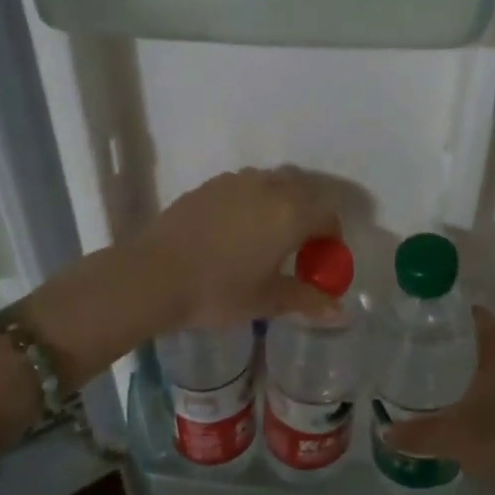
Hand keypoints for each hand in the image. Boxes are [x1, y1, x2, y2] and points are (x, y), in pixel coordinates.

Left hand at [134, 167, 343, 330]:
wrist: (154, 275)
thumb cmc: (218, 290)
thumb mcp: (267, 301)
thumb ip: (307, 300)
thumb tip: (340, 313)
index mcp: (291, 213)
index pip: (328, 216)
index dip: (331, 239)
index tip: (321, 261)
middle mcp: (269, 187)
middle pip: (304, 191)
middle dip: (309, 215)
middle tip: (298, 247)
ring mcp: (236, 181)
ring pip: (273, 183)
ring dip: (281, 203)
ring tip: (268, 235)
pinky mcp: (209, 185)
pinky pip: (244, 186)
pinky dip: (252, 201)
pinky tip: (236, 229)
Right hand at [384, 308, 494, 494]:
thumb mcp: (457, 438)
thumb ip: (418, 434)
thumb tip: (386, 432)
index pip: (476, 317)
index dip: (449, 314)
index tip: (420, 321)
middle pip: (484, 340)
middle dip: (453, 344)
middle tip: (418, 352)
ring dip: (468, 370)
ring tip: (434, 380)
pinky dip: (483, 392)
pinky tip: (463, 411)